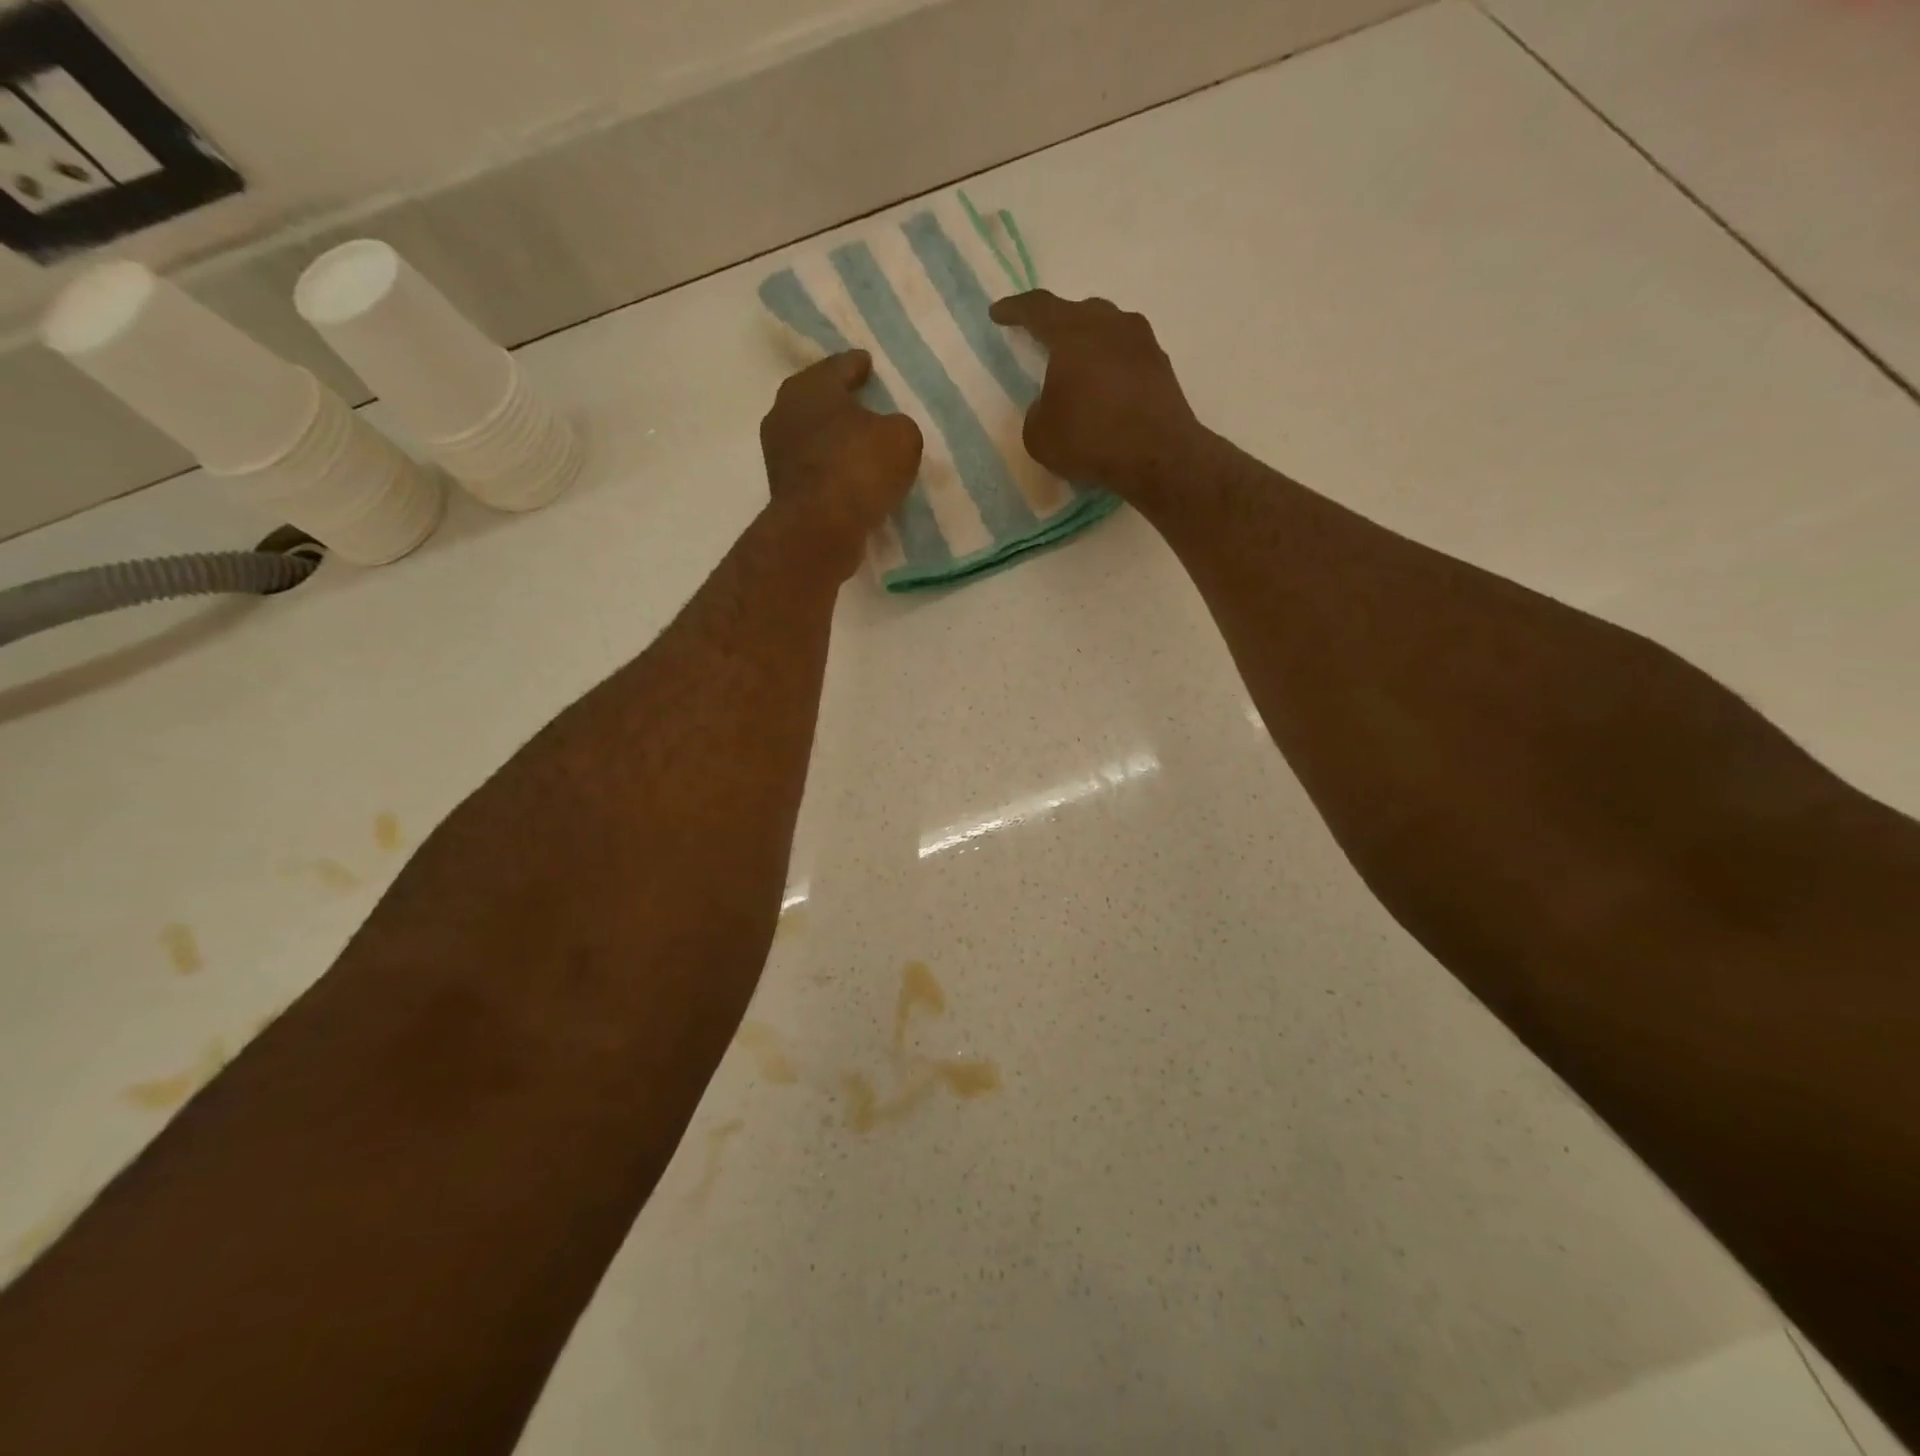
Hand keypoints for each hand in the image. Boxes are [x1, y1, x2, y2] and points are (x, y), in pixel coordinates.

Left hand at [760, 351, 923, 576]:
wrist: (819, 528)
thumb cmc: (859, 467)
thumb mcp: (902, 438)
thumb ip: (899, 427)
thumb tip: (889, 434)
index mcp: (812, 385)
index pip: (839, 366)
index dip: (857, 365)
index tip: (867, 363)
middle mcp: (786, 411)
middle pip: (819, 400)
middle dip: (840, 401)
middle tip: (863, 403)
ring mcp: (778, 452)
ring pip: (813, 435)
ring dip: (833, 439)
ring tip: (859, 444)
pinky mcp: (782, 488)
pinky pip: (813, 469)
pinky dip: (830, 469)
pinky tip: (849, 476)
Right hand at [989, 291, 1201, 503]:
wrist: (1159, 455)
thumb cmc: (1090, 438)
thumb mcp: (1039, 435)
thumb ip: (1037, 411)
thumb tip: (1050, 404)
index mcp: (1073, 331)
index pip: (1038, 308)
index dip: (1015, 309)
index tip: (998, 313)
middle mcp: (1111, 324)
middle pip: (1079, 311)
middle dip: (1058, 323)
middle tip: (1044, 339)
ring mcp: (1142, 342)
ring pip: (1108, 330)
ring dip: (1090, 344)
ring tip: (1078, 366)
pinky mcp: (1162, 367)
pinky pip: (1128, 356)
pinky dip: (1112, 367)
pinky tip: (1106, 390)